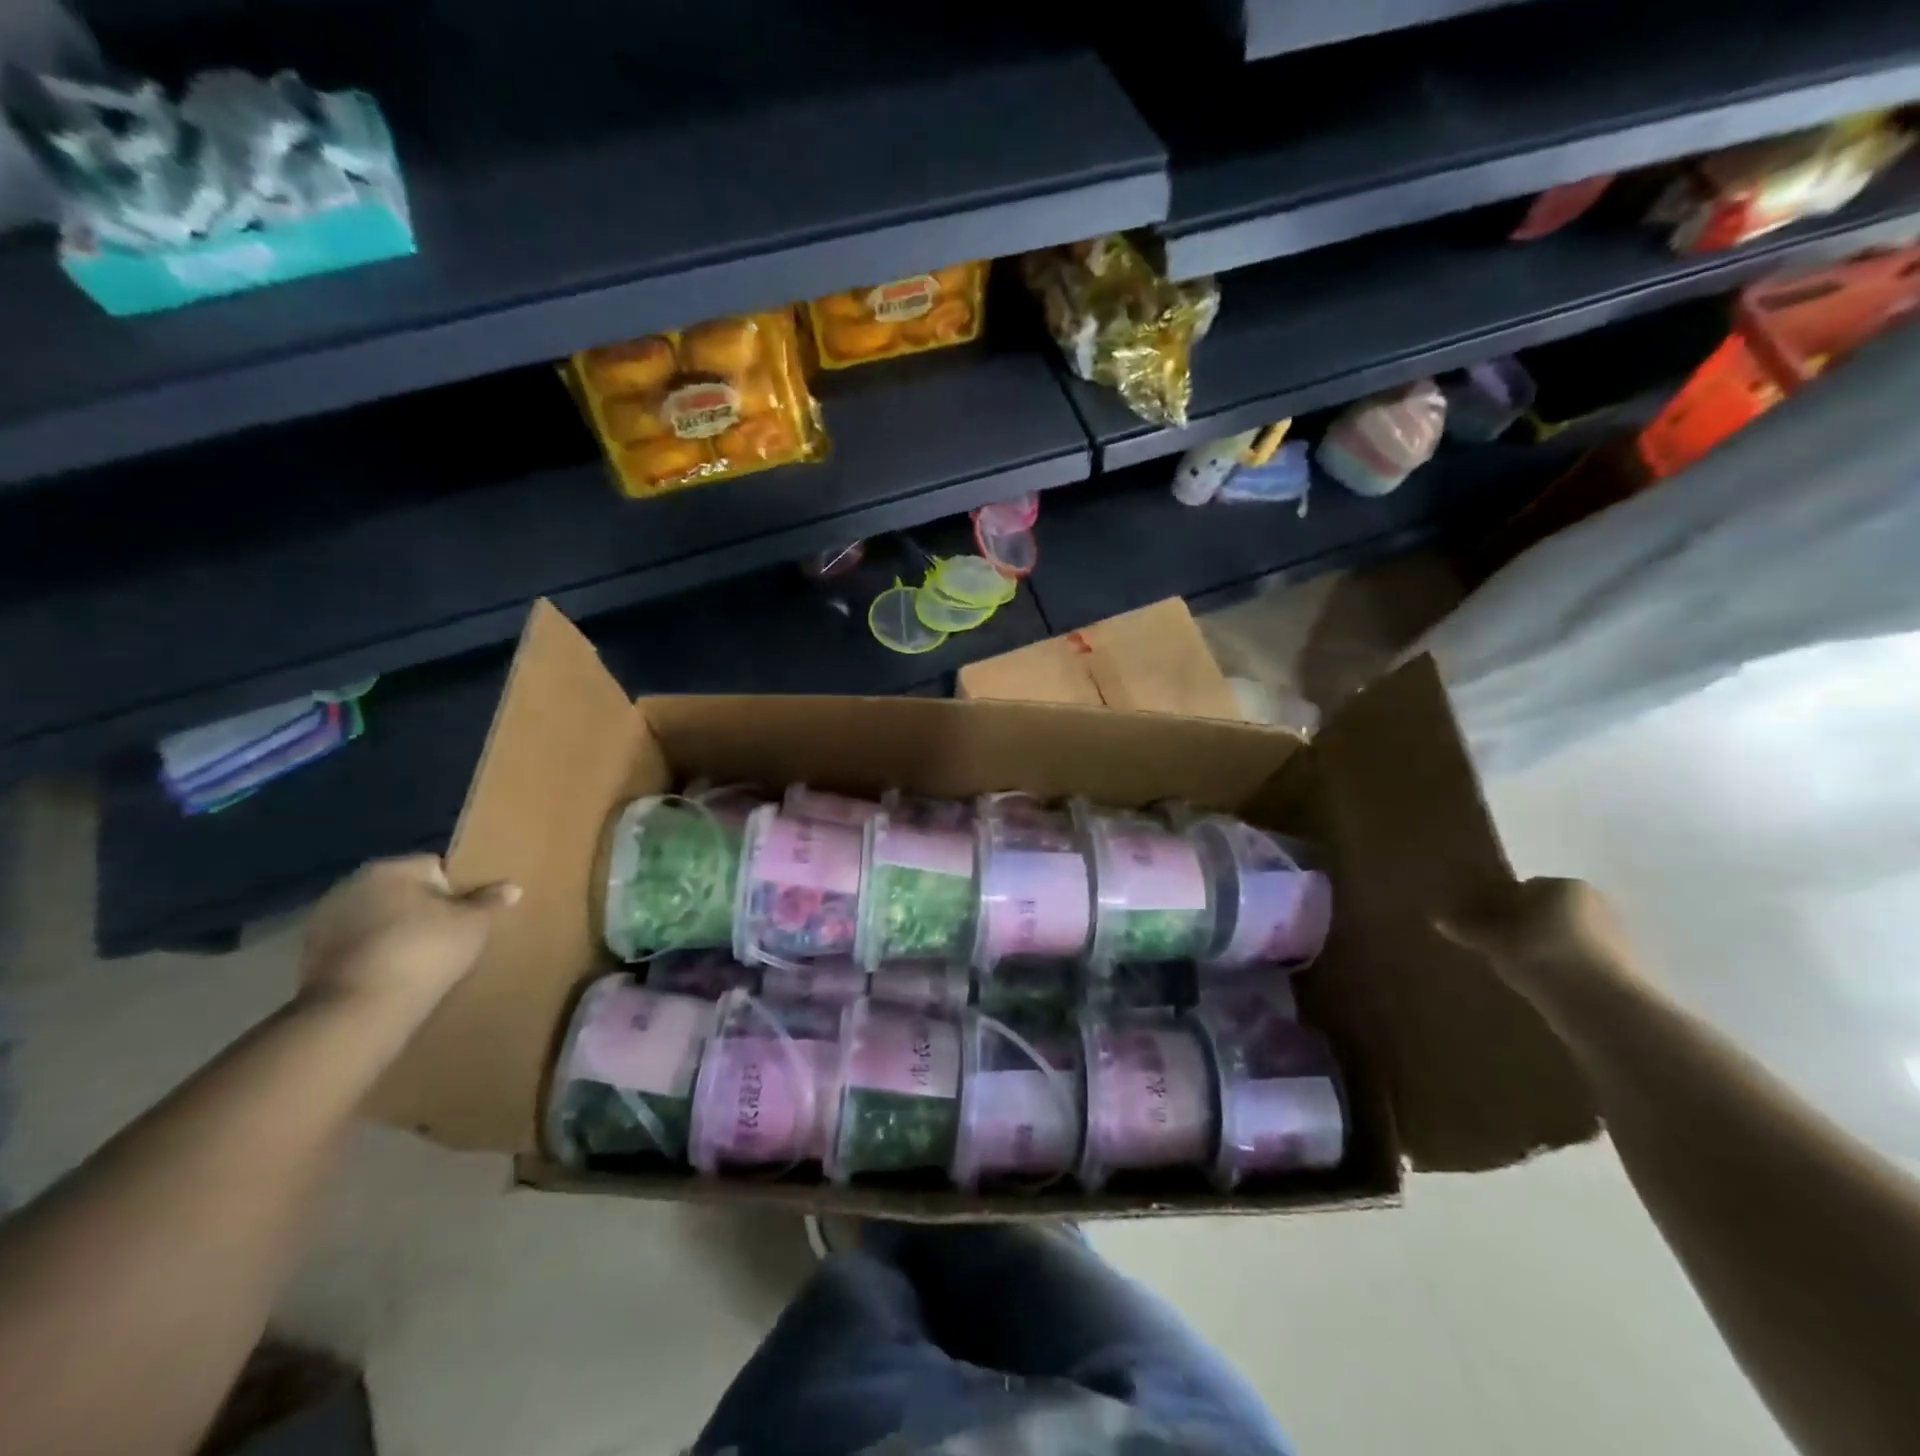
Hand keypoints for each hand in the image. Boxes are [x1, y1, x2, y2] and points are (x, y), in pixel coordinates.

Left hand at [299, 856, 519, 1025]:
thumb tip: (511, 887)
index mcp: (391, 868)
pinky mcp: (310, 955)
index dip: (458, 889)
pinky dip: (374, 954)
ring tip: (421, 960)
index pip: (436, 867)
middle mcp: (352, 884)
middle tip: (450, 937)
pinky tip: (393, 975)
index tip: (469, 915)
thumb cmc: (424, 952)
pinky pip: (358, 945)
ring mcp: (325, 920)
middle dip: (424, 909)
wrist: (358, 1010)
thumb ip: (490, 901)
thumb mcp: (473, 925)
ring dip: (396, 932)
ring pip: (378, 918)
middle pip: (404, 891)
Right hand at [1438, 877, 1638, 985]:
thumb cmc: (1542, 956)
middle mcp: (1596, 903)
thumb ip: (1467, 927)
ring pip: (1564, 937)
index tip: (1483, 926)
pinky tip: (1545, 984)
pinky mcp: (1627, 970)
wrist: (1605, 1007)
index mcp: (1565, 885)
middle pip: (1546, 911)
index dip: (1498, 906)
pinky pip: (1581, 961)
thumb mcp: (1493, 939)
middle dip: (1524, 926)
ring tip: (1519, 970)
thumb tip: (1438, 919)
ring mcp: (1617, 937)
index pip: (1522, 888)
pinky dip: (1562, 968)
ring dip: (1543, 949)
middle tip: (1497, 948)